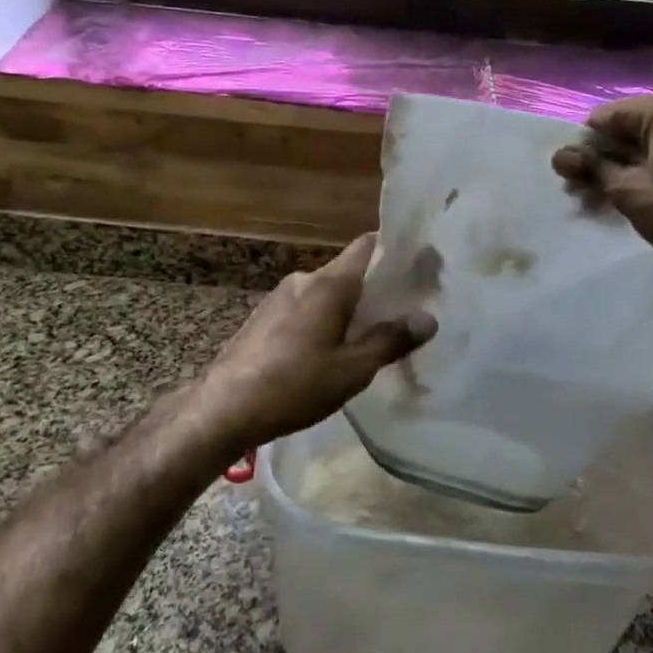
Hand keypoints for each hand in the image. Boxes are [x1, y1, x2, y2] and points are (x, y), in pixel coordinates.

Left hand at [188, 234, 435, 452]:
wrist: (224, 408)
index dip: (397, 251)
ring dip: (350, 307)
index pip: (369, 245)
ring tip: (370, 336)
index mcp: (329, 284)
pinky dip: (326, 318)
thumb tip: (428, 318)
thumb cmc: (295, 386)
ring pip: (327, 292)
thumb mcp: (353, 370)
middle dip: (377, 288)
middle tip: (404, 312)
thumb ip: (391, 340)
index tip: (421, 267)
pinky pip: (306, 307)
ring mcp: (279, 297)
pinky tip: (330, 350)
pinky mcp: (264, 316)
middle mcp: (304, 280)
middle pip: (350, 271)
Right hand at [551, 95, 652, 297]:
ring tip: (625, 193)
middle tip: (594, 186)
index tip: (576, 171)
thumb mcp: (627, 191)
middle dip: (613, 154)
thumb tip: (560, 155)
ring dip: (639, 162)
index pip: (610, 116)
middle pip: (639, 127)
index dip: (587, 142)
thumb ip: (592, 168)